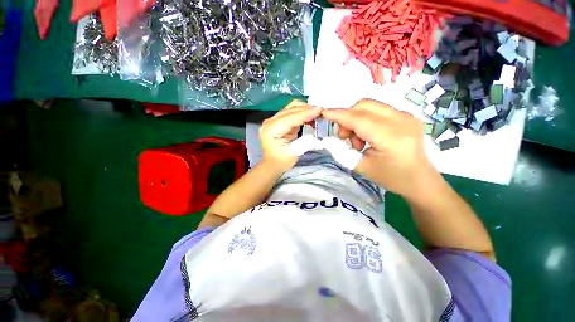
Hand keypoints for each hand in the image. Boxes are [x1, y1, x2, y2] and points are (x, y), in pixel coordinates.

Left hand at [259, 100, 321, 172]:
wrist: (271, 164)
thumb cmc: (281, 162)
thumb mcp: (294, 154)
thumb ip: (305, 141)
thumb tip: (316, 131)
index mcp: (271, 130)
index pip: (290, 118)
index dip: (305, 113)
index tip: (320, 110)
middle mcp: (270, 122)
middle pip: (290, 109)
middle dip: (307, 109)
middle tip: (322, 112)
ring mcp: (273, 120)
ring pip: (291, 108)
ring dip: (305, 109)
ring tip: (317, 114)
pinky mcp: (278, 121)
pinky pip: (291, 112)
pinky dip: (302, 113)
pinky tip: (310, 117)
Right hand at [322, 99, 437, 198]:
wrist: (420, 180)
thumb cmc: (391, 177)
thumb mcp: (361, 167)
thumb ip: (342, 151)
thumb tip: (329, 139)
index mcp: (390, 136)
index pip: (358, 118)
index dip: (338, 115)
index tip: (323, 113)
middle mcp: (401, 120)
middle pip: (364, 105)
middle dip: (347, 118)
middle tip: (344, 137)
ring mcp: (406, 115)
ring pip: (370, 106)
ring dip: (356, 119)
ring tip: (359, 141)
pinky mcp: (407, 116)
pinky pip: (378, 110)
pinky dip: (366, 119)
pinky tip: (369, 135)